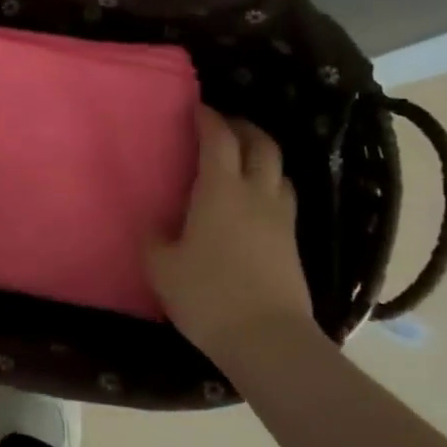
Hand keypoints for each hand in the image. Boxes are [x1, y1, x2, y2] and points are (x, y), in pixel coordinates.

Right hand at [148, 108, 316, 358]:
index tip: (196, 108)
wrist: (267, 338)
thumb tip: (153, 223)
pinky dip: (270, 185)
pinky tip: (255, 202)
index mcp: (221, 191)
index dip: (208, 118)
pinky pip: (284, 197)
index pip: (219, 139)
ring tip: (242, 161)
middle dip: (243, 127)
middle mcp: (256, 193)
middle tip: (223, 126)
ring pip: (279, 170)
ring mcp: (281, 217)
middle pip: (261, 144)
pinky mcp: (293, 242)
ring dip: (262, 156)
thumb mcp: (162, 268)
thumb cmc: (207, 296)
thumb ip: (154, 239)